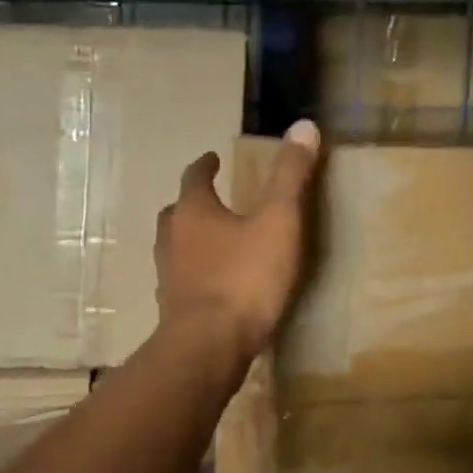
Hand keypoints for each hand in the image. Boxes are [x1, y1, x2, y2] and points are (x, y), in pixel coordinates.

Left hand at [155, 119, 321, 359]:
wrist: (208, 346)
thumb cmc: (244, 277)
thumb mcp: (278, 221)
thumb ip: (290, 176)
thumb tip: (304, 125)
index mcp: (193, 211)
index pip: (194, 177)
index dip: (205, 166)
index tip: (212, 158)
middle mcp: (171, 238)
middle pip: (177, 211)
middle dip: (193, 203)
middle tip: (213, 200)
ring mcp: (167, 275)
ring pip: (175, 246)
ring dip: (191, 239)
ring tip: (216, 241)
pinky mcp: (172, 308)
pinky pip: (182, 279)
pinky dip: (195, 273)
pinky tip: (215, 285)